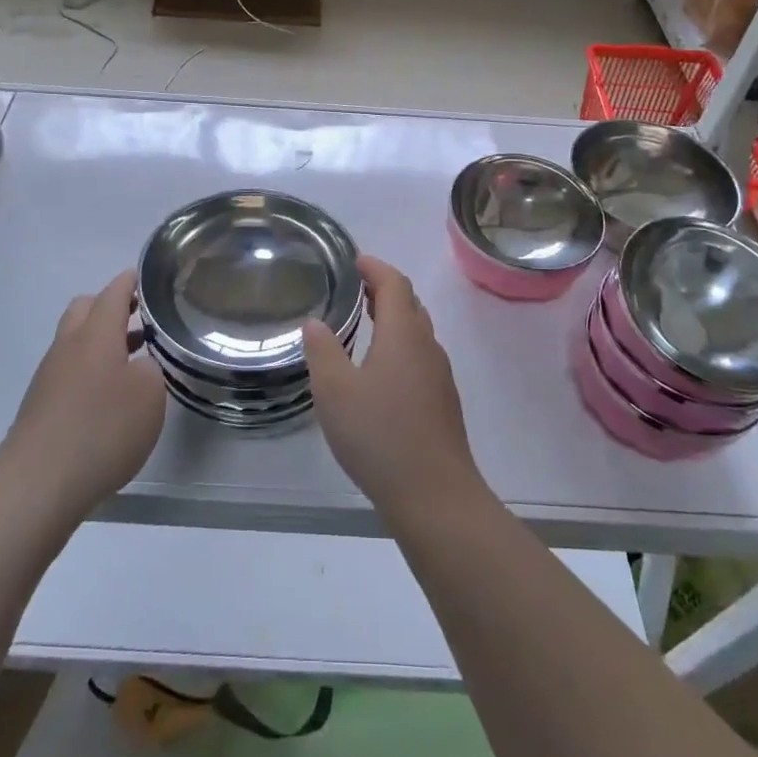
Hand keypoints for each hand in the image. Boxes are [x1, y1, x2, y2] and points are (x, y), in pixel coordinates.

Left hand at [5, 270, 165, 519]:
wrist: (38, 483)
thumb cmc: (102, 429)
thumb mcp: (149, 395)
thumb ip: (150, 370)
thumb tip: (137, 367)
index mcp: (97, 334)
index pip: (114, 293)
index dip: (130, 282)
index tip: (146, 278)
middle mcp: (69, 346)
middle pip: (86, 309)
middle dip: (110, 306)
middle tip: (138, 317)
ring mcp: (50, 375)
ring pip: (75, 340)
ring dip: (101, 340)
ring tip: (133, 358)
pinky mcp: (41, 403)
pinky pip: (69, 369)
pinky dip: (90, 368)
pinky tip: (108, 395)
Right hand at [302, 255, 484, 521]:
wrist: (434, 495)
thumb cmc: (380, 435)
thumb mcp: (335, 391)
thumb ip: (322, 351)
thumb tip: (315, 322)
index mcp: (404, 335)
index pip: (394, 284)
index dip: (375, 268)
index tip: (355, 261)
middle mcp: (427, 348)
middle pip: (410, 304)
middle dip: (385, 290)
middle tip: (357, 288)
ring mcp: (439, 377)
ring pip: (417, 332)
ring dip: (393, 318)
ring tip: (365, 322)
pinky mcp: (442, 403)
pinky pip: (419, 357)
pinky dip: (399, 345)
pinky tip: (380, 370)